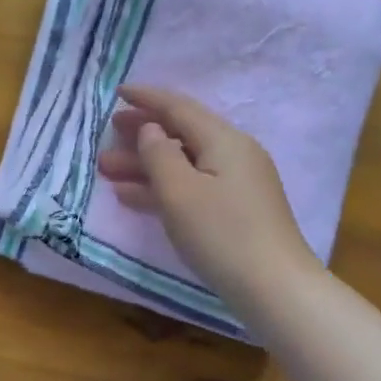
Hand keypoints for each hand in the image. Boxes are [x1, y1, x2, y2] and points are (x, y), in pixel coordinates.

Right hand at [96, 85, 320, 307]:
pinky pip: (191, 187)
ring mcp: (236, 184)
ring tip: (107, 169)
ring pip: (183, 164)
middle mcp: (233, 154)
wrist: (274, 287)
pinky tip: (132, 197)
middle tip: (108, 134)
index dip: (147, 99)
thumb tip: (151, 130)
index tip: (117, 93)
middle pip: (181, 134)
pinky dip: (162, 188)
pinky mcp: (234, 211)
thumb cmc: (221, 234)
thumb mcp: (179, 191)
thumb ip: (159, 155)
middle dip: (142, 134)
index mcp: (224, 140)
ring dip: (145, 165)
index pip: (179, 108)